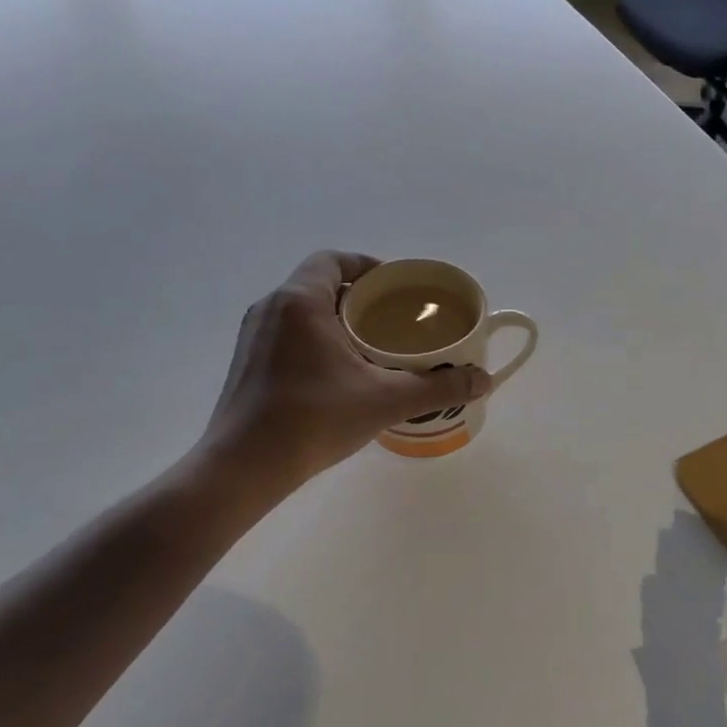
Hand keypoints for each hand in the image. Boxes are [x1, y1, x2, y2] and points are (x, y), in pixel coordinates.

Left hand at [197, 252, 488, 484]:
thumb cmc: (314, 419)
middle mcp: (272, 308)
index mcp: (301, 301)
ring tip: (373, 346)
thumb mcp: (385, 401)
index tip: (396, 288)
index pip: (334, 260)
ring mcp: (253, 336)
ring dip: (337, 319)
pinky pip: (289, 334)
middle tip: (394, 320)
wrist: (244, 466)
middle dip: (359, 297)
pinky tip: (340, 373)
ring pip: (303, 311)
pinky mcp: (247, 362)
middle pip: (321, 283)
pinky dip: (317, 340)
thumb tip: (482, 381)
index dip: (368, 266)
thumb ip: (437, 387)